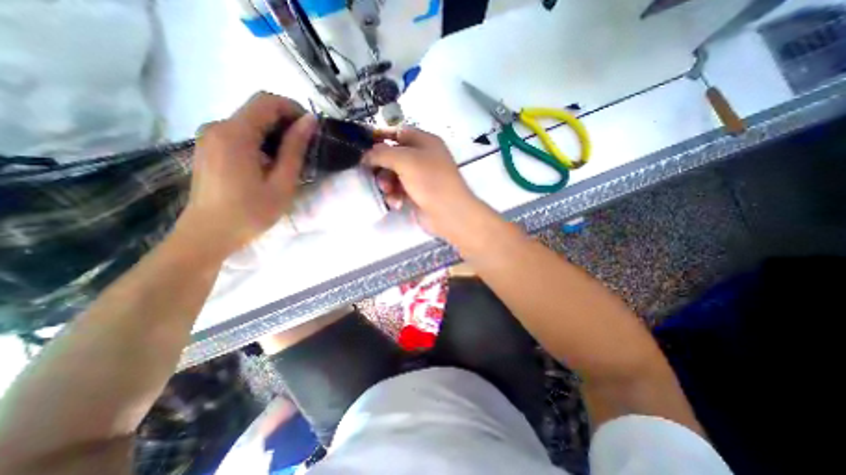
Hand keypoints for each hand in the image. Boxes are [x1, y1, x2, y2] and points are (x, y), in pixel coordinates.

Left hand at [175, 90, 316, 257]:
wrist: (209, 234)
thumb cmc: (251, 212)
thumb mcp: (282, 182)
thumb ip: (294, 149)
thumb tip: (309, 121)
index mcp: (235, 134)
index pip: (267, 101)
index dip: (293, 108)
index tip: (312, 129)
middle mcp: (217, 126)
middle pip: (258, 109)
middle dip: (286, 122)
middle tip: (306, 148)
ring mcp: (210, 136)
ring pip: (250, 122)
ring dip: (275, 133)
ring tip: (291, 159)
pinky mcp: (209, 147)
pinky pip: (240, 133)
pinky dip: (261, 140)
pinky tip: (271, 163)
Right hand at [367, 126, 485, 239]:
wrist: (449, 213)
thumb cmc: (430, 181)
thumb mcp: (405, 160)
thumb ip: (382, 153)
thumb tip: (367, 155)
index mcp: (425, 142)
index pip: (399, 132)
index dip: (381, 136)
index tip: (363, 145)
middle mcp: (424, 158)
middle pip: (394, 156)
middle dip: (382, 166)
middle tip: (373, 174)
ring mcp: (421, 178)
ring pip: (394, 175)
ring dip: (387, 183)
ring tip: (388, 191)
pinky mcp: (417, 195)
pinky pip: (399, 191)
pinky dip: (395, 196)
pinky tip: (397, 203)